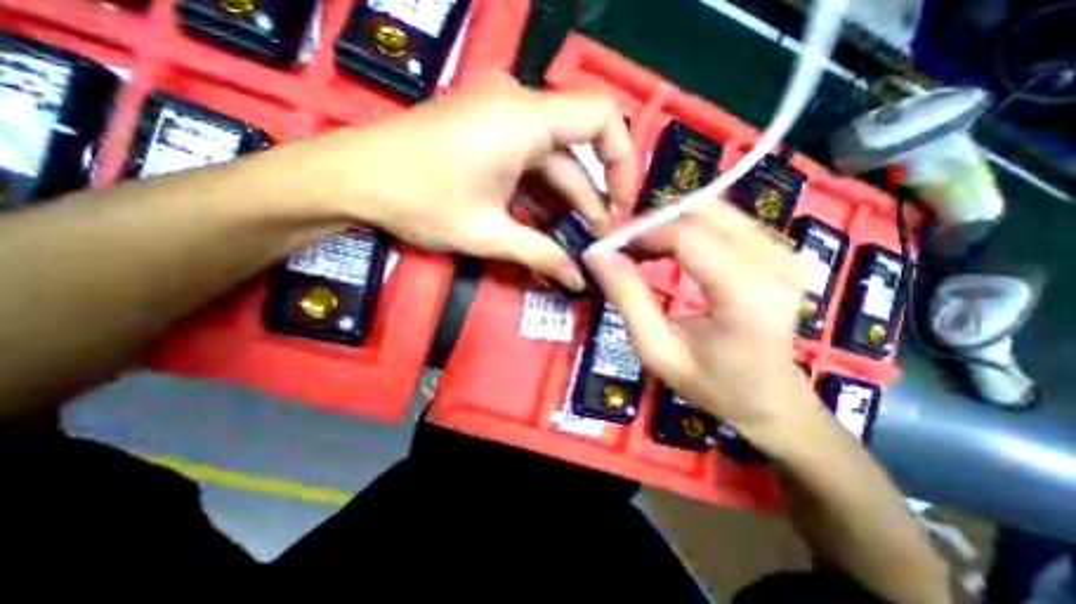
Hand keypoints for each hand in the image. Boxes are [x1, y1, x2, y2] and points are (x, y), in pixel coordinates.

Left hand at [307, 75, 631, 291]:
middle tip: (598, 243)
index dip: (623, 161)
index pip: (604, 118)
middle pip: (576, 152)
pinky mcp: (486, 131)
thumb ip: (540, 255)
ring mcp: (501, 116)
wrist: (353, 178)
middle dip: (591, 200)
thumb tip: (577, 281)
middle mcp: (519, 106)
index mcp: (525, 119)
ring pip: (551, 161)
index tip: (623, 206)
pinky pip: (528, 160)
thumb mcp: (488, 233)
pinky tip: (546, 224)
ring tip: (576, 242)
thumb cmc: (419, 201)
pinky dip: (541, 193)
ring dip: (565, 202)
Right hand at [588, 203, 825, 447]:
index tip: (607, 244)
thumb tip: (597, 255)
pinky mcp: (778, 250)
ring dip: (667, 222)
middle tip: (621, 245)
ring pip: (712, 209)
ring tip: (639, 247)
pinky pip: (724, 219)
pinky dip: (687, 226)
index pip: (687, 237)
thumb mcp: (656, 349)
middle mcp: (773, 262)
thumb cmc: (711, 383)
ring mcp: (782, 251)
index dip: (641, 232)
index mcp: (746, 294)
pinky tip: (668, 248)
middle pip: (701, 213)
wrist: (770, 398)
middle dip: (652, 222)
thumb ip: (627, 299)